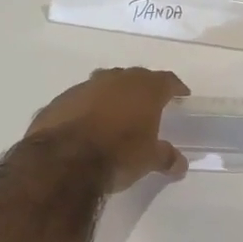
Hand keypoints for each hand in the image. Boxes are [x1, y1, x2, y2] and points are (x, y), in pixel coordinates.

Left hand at [27, 67, 190, 190]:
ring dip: (113, 95)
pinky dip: (88, 107)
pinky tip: (87, 124)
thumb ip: (166, 157)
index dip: (175, 87)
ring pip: (105, 83)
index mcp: (144, 89)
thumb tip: (180, 164)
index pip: (167, 80)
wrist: (63, 160)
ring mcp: (86, 86)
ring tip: (117, 112)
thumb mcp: (149, 160)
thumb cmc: (118, 154)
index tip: (181, 94)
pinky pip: (81, 99)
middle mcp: (116, 79)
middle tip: (148, 103)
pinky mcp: (61, 100)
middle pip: (135, 77)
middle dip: (143, 88)